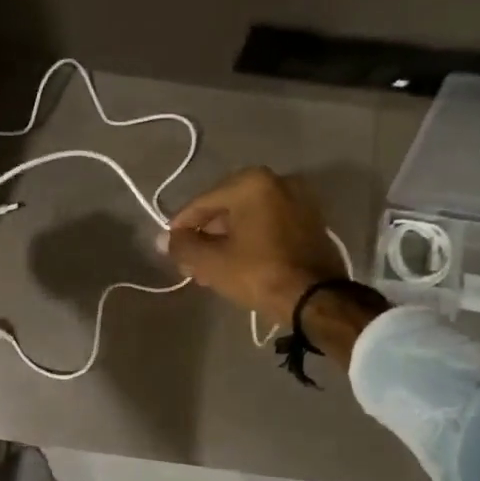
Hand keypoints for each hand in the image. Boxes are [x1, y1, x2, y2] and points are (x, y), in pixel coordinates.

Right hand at [164, 167, 347, 329]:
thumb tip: (164, 239)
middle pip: (227, 209)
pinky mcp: (312, 222)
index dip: (181, 226)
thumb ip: (182, 246)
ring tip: (210, 269)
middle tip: (190, 262)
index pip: (203, 203)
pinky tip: (237, 264)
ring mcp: (299, 201)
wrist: (316, 299)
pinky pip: (270, 226)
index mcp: (251, 183)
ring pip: (249, 219)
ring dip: (227, 240)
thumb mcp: (211, 261)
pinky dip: (251, 240)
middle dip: (206, 235)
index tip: (169, 246)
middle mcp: (278, 181)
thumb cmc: (258, 273)